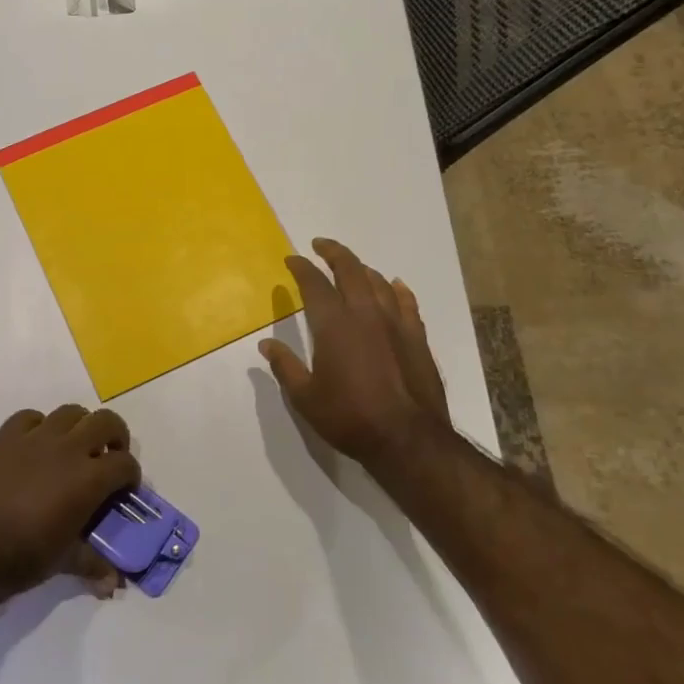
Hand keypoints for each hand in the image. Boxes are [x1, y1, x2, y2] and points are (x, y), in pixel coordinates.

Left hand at [0, 406, 140, 602]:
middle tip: (107, 457)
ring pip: (70, 412)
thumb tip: (113, 584)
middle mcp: (67, 449)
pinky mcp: (4, 437)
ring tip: (73, 448)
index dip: (130, 475)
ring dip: (80, 426)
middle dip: (115, 436)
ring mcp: (34, 438)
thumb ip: (92, 563)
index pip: (125, 463)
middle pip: (105, 422)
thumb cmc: (21, 558)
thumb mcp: (63, 561)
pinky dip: (39, 426)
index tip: (124, 489)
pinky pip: (30, 417)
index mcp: (88, 479)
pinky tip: (34, 446)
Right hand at [260, 238, 449, 474]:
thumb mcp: (305, 398)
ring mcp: (395, 323)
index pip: (314, 284)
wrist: (407, 438)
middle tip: (320, 245)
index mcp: (334, 324)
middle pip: (350, 270)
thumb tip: (266, 344)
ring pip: (379, 282)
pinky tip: (395, 286)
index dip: (301, 267)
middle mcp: (365, 313)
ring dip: (362, 269)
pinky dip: (397, 289)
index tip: (292, 259)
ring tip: (352, 267)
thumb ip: (285, 366)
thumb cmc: (349, 418)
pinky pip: (407, 302)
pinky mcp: (417, 337)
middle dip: (333, 252)